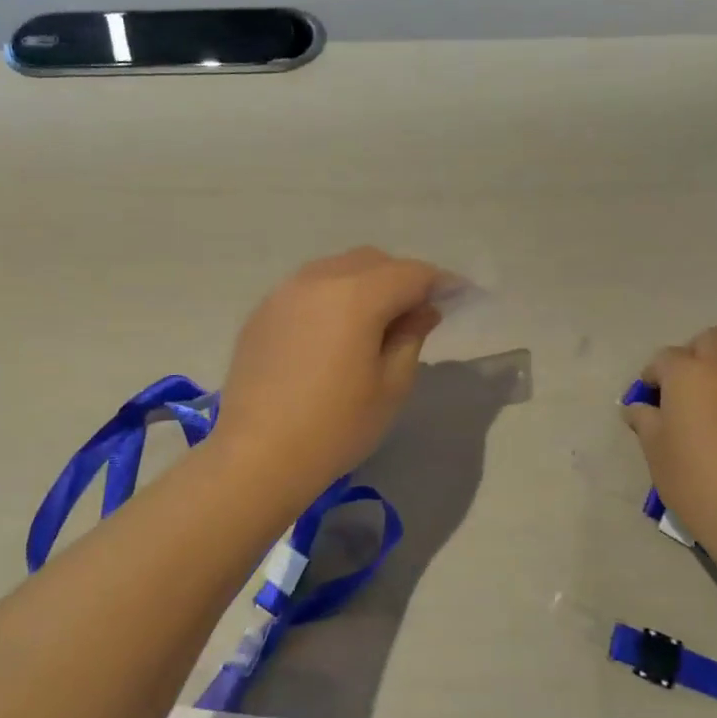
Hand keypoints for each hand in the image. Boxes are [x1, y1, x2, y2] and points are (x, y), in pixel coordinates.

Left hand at [211, 247, 445, 502]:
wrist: (258, 455)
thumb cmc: (336, 426)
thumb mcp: (391, 385)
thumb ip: (411, 336)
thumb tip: (422, 310)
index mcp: (357, 295)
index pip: (411, 273)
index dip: (440, 282)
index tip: (459, 296)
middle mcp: (318, 279)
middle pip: (372, 261)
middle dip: (402, 278)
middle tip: (418, 312)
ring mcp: (284, 293)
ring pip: (337, 269)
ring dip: (365, 283)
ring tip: (376, 321)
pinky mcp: (262, 313)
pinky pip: (308, 288)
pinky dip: (332, 296)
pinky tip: (334, 332)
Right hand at [623, 328, 716, 547]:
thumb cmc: (694, 478)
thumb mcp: (655, 450)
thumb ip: (644, 420)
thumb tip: (639, 408)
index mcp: (688, 372)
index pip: (664, 358)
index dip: (652, 376)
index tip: (648, 401)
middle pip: (708, 341)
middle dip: (692, 357)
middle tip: (681, 392)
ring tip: (710, 407)